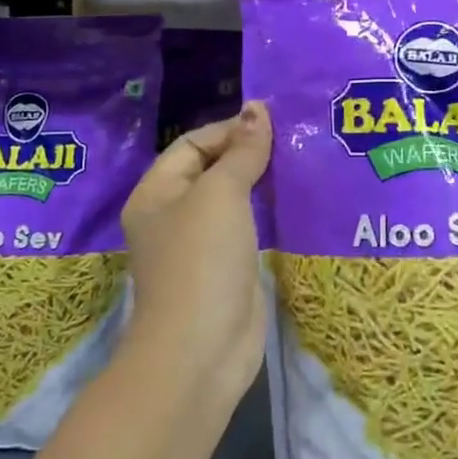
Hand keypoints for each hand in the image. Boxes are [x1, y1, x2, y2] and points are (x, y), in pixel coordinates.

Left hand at [121, 103, 273, 403]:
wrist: (201, 350)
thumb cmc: (201, 261)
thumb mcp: (220, 195)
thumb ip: (242, 152)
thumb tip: (258, 108)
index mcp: (157, 193)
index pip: (192, 144)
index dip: (230, 129)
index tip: (275, 123)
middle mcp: (173, 216)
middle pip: (212, 169)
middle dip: (249, 154)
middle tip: (294, 140)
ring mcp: (201, 246)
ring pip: (233, 200)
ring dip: (262, 182)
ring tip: (301, 163)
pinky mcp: (227, 269)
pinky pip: (247, 228)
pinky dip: (268, 213)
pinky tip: (296, 202)